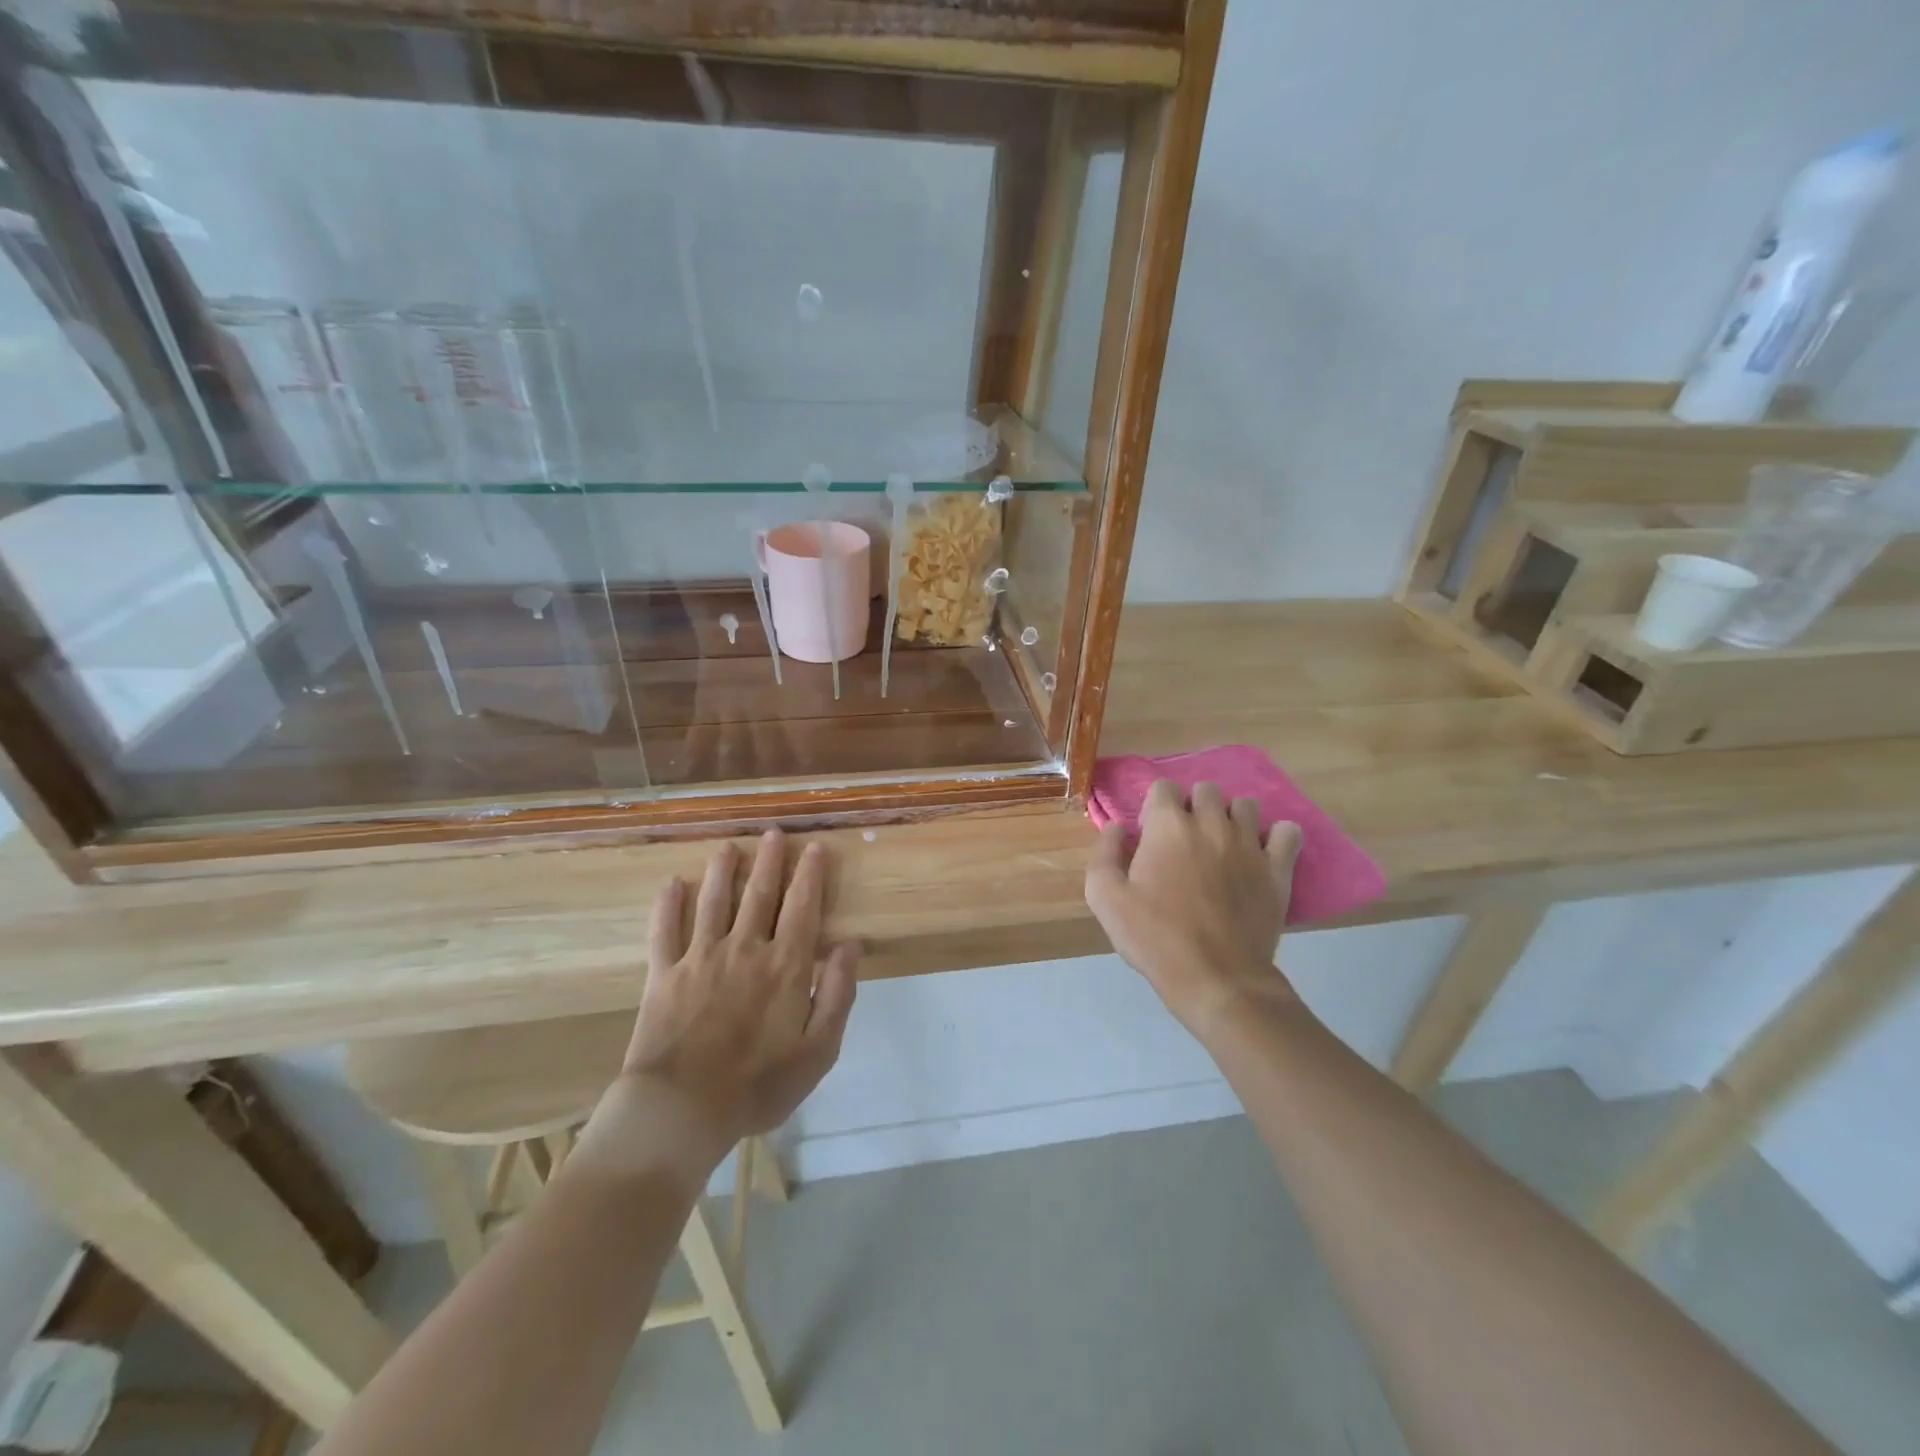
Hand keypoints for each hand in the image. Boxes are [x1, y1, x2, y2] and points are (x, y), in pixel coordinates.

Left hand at [577, 830, 857, 1180]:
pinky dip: (668, 905)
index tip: (815, 847)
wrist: (682, 1109)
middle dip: (770, 860)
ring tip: (728, 846)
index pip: (803, 907)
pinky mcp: (663, 974)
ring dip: (723, 870)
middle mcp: (745, 948)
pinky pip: (665, 930)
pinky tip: (672, 883)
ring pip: (714, 901)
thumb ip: (838, 993)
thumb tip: (850, 945)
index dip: (810, 875)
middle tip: (774, 832)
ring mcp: (700, 957)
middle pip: (760, 894)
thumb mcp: (819, 1050)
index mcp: (785, 965)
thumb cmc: (759, 1084)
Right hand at [1085, 780, 1302, 1037]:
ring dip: (1232, 818)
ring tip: (1222, 846)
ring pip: (1246, 805)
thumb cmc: (1155, 937)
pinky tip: (1262, 853)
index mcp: (1168, 826)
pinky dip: (1277, 836)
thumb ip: (1104, 854)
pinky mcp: (1278, 867)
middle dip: (1194, 806)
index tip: (1151, 835)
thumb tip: (1116, 828)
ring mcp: (1249, 843)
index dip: (1155, 808)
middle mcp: (1211, 823)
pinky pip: (1288, 831)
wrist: (1217, 978)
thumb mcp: (1105, 899)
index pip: (1164, 788)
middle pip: (1206, 790)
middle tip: (1185, 840)